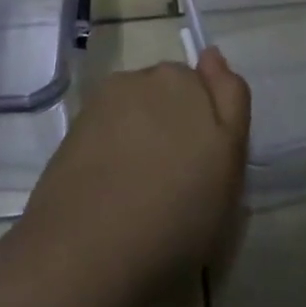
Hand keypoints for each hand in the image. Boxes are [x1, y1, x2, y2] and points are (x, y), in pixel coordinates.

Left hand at [20, 48, 249, 299]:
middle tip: (176, 176)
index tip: (207, 159)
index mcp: (192, 84)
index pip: (217, 86)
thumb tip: (212, 55)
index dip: (214, 123)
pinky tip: (109, 183)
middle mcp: (149, 78)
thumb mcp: (229, 167)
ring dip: (143, 129)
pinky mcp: (76, 124)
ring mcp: (107, 98)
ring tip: (138, 184)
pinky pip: (107, 124)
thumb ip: (230, 102)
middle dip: (178, 119)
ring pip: (139, 105)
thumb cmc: (177, 217)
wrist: (85, 251)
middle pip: (175, 91)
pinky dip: (112, 143)